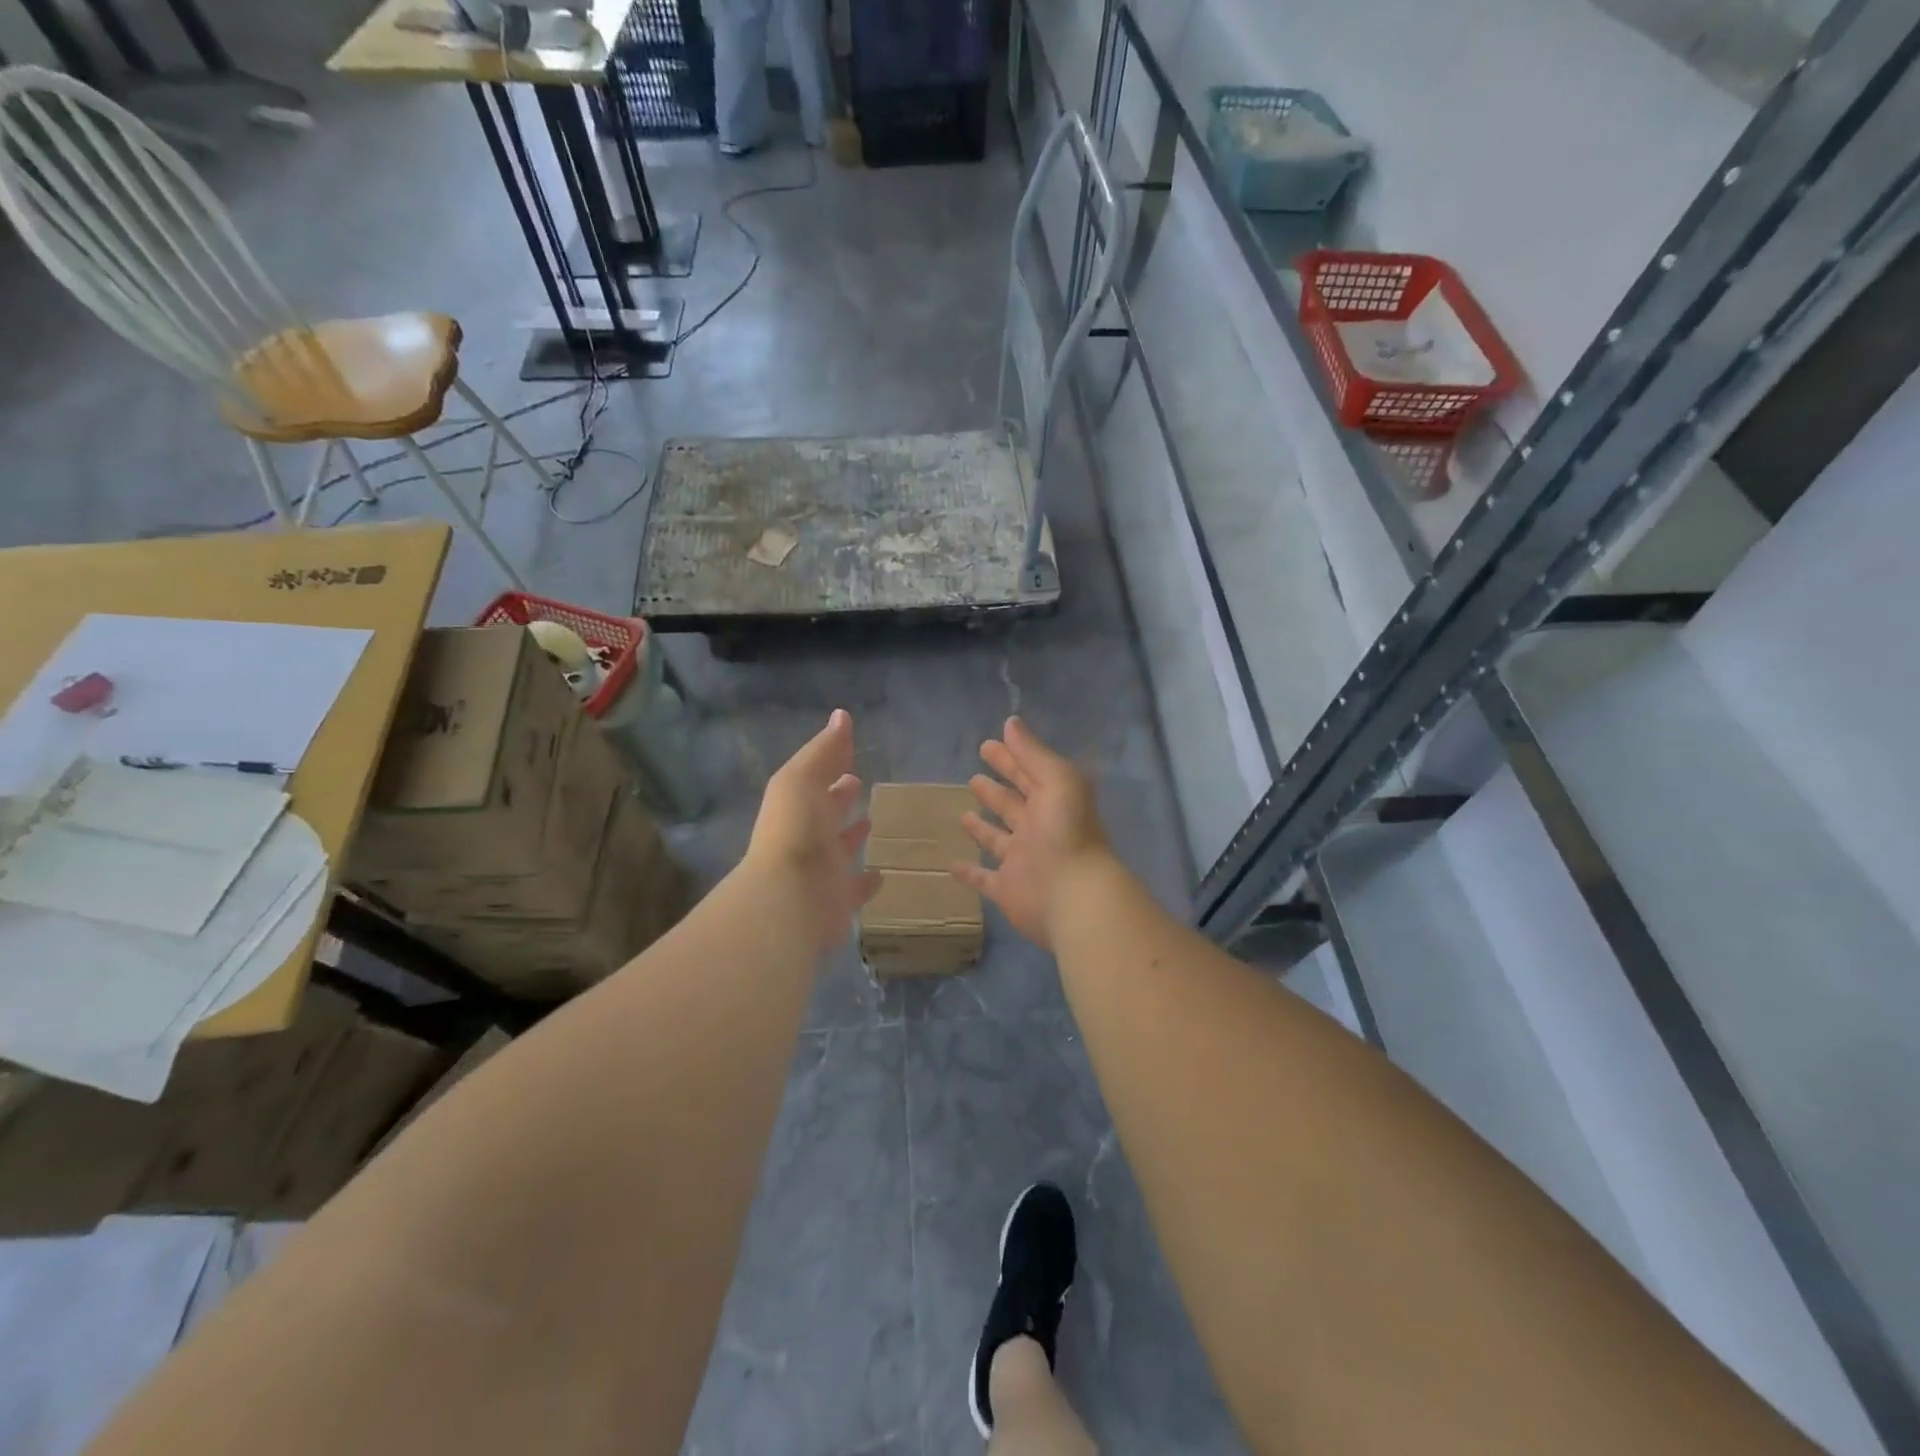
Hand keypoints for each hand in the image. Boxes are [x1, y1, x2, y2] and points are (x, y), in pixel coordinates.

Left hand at [745, 709, 882, 952]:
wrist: (790, 898)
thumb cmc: (796, 830)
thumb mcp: (803, 778)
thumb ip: (824, 749)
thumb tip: (842, 715)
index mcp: (798, 804)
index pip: (816, 778)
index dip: (831, 763)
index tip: (849, 749)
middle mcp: (809, 835)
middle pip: (827, 811)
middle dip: (840, 796)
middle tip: (859, 782)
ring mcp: (824, 868)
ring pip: (842, 847)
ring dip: (853, 834)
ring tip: (872, 820)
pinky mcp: (839, 898)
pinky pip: (857, 887)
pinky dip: (868, 880)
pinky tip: (881, 873)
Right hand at [952, 717, 1115, 950]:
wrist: (1074, 897)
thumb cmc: (1066, 832)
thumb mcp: (1057, 780)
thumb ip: (1033, 753)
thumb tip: (1010, 722)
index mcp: (1052, 802)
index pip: (1027, 774)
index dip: (1009, 759)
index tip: (987, 745)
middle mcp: (1038, 830)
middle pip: (1012, 805)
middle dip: (996, 790)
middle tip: (974, 776)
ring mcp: (1022, 861)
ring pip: (998, 840)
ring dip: (983, 827)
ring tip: (963, 813)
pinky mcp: (1008, 889)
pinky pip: (984, 879)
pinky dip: (970, 873)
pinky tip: (951, 865)